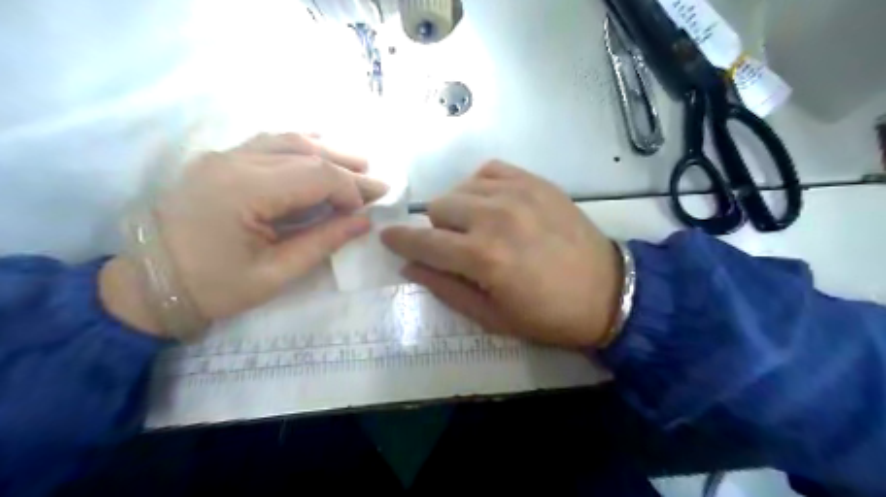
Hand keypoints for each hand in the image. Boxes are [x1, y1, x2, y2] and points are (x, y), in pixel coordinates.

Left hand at [101, 132, 387, 335]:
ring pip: (287, 140)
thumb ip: (323, 242)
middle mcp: (233, 162)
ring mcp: (223, 156)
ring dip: (327, 150)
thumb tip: (364, 221)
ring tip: (358, 162)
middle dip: (346, 167)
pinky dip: (300, 144)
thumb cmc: (213, 287)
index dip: (349, 189)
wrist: (148, 283)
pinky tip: (318, 147)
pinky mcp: (219, 161)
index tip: (367, 210)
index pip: (314, 175)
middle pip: (305, 152)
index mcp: (244, 191)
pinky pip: (268, 142)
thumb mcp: (274, 274)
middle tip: (377, 183)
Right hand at [381, 161, 622, 346]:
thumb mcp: (491, 317)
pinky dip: (480, 186)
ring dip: (459, 209)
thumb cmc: (547, 315)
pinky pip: (488, 169)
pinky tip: (492, 204)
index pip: (423, 242)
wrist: (608, 291)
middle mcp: (495, 218)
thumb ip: (445, 288)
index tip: (388, 238)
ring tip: (478, 227)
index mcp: (483, 258)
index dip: (400, 241)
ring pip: (460, 188)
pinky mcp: (535, 182)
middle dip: (437, 230)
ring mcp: (517, 193)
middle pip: (438, 207)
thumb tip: (409, 266)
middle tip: (456, 247)